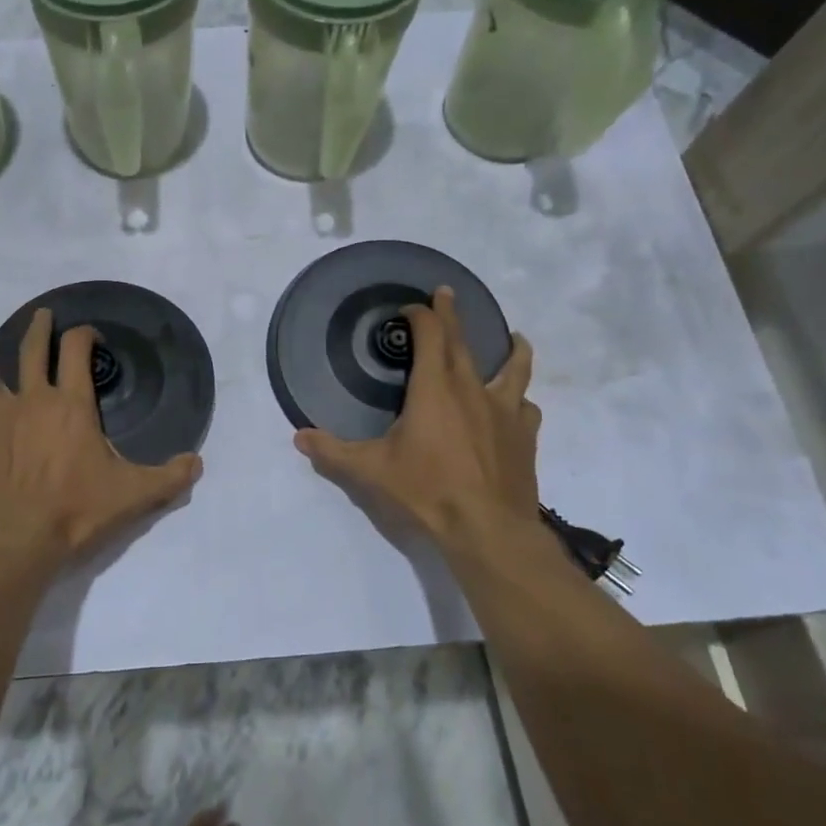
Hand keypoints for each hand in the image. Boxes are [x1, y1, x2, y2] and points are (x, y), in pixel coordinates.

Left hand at [0, 309, 202, 568]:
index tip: (91, 336)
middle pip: (31, 350)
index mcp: (71, 404)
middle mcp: (32, 401)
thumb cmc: (77, 511)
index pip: (76, 350)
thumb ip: (170, 477)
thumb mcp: (135, 495)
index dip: (84, 335)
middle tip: (42, 316)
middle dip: (38, 328)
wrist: (17, 541)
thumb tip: (197, 463)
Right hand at [294, 288, 542, 555]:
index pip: (430, 336)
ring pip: (514, 369)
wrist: (488, 530)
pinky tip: (519, 407)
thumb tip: (299, 437)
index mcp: (434, 389)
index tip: (412, 307)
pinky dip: (521, 400)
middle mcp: (472, 390)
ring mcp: (504, 413)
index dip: (422, 316)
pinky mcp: (525, 438)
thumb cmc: (426, 492)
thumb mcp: (370, 471)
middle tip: (447, 295)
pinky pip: (526, 408)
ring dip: (512, 350)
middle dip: (452, 316)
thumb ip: (332, 452)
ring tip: (515, 339)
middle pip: (464, 342)